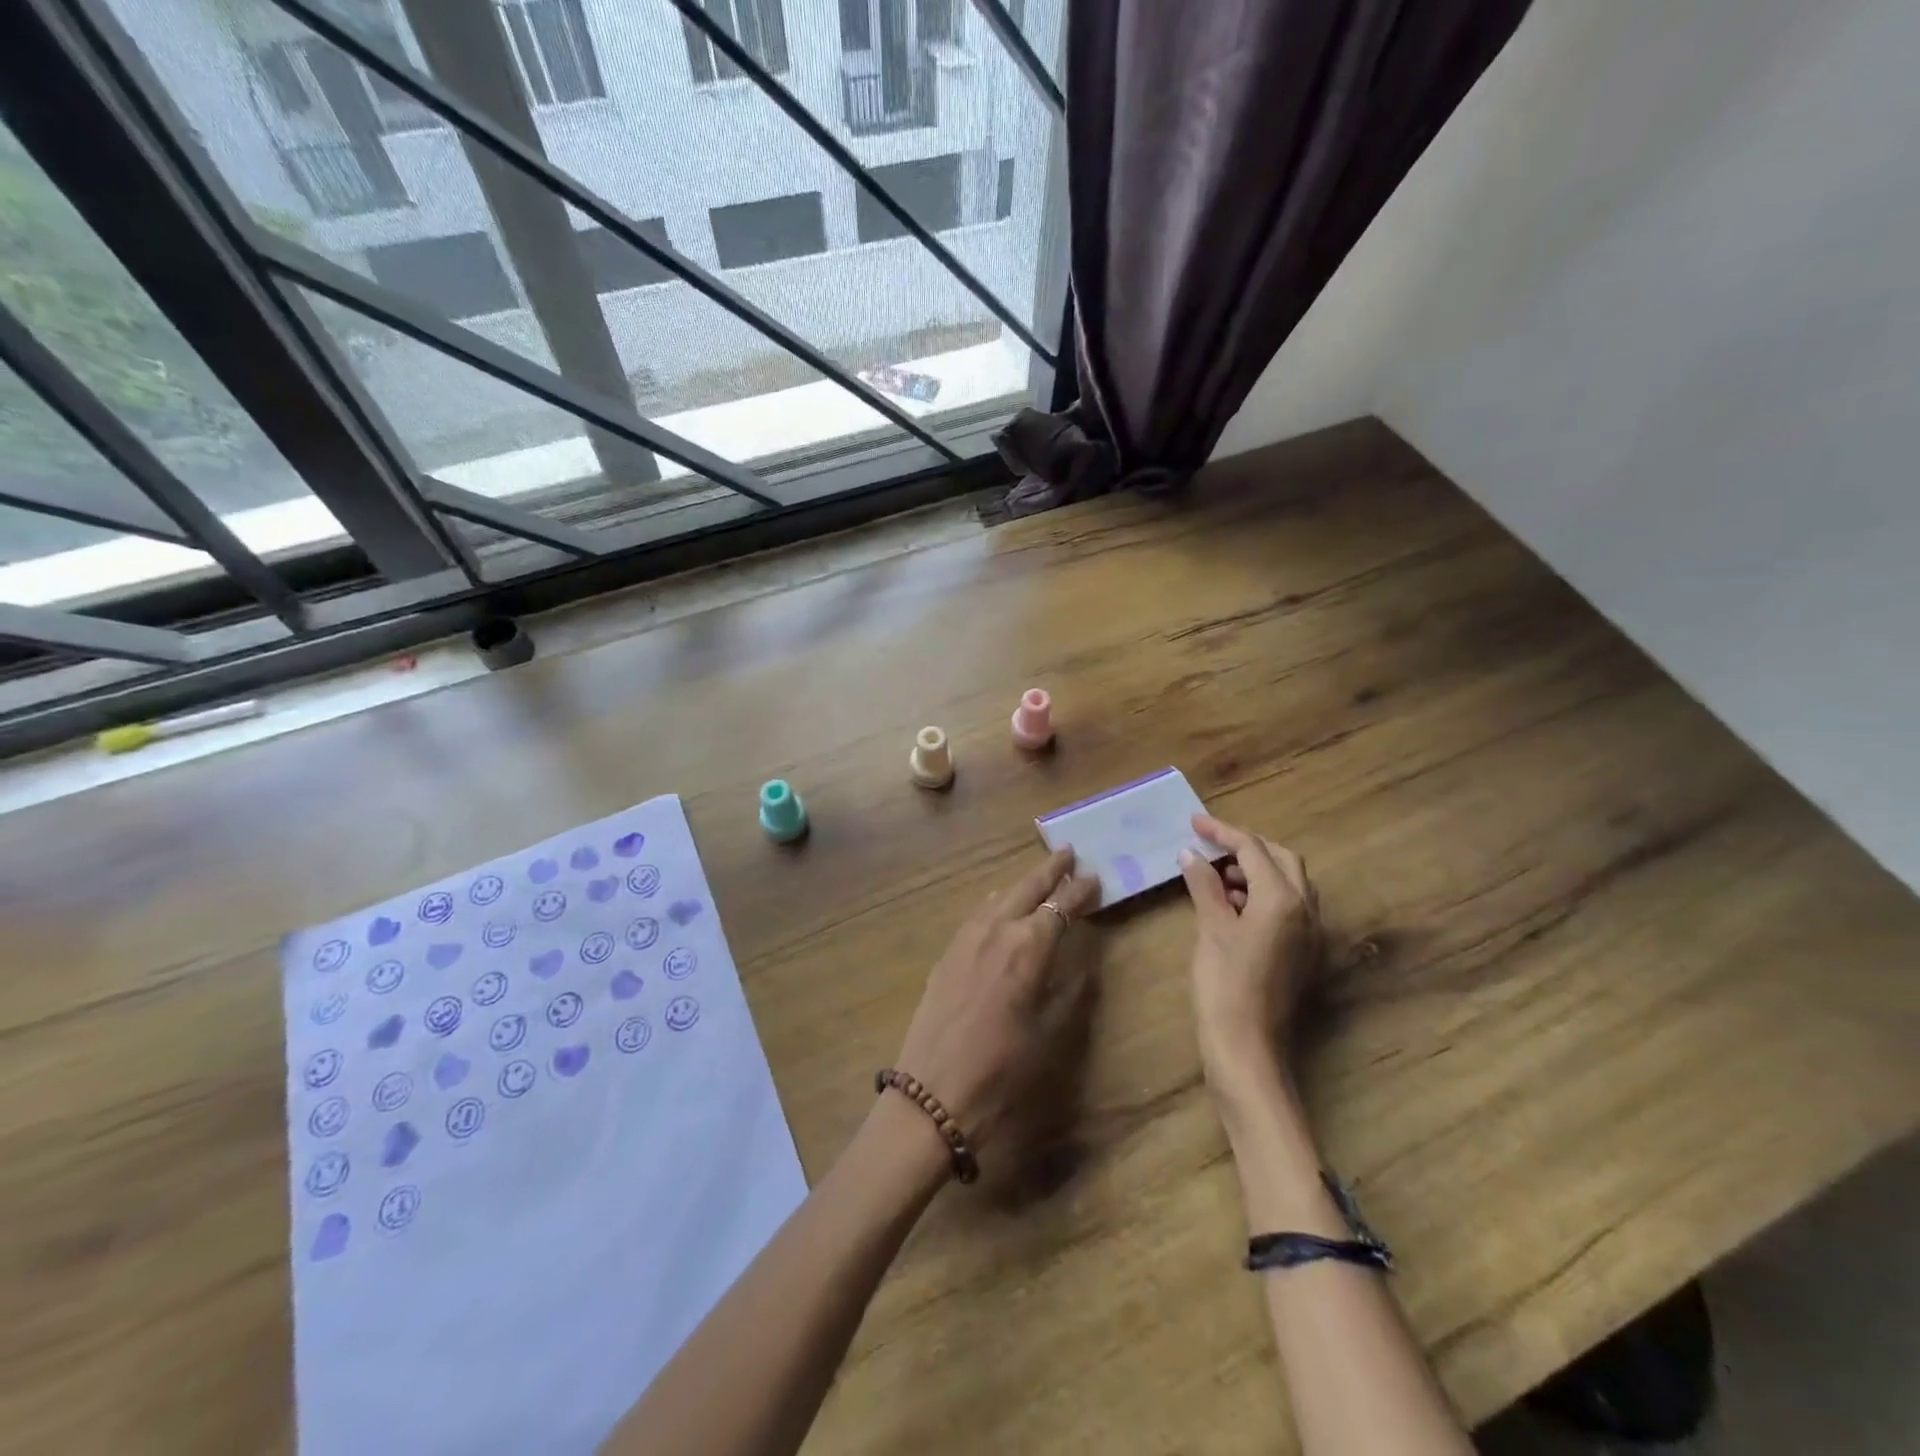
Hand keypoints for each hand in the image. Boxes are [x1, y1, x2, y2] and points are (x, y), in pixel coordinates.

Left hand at [892, 847, 1099, 1158]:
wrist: (933, 1094)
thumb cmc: (1002, 1070)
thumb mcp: (1050, 1032)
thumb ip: (1069, 988)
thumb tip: (1082, 958)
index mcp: (1028, 947)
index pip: (1061, 906)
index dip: (1080, 891)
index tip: (1095, 877)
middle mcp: (997, 930)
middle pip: (1027, 888)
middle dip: (1050, 870)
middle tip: (1068, 852)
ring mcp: (966, 939)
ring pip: (999, 896)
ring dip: (1022, 883)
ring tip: (1040, 875)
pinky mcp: (947, 953)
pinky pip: (977, 914)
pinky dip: (996, 901)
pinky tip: (999, 904)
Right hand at [1178, 814, 1321, 1096]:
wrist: (1247, 1047)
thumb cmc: (1224, 984)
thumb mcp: (1211, 929)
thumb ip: (1204, 885)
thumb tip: (1191, 854)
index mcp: (1282, 899)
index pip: (1253, 849)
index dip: (1222, 832)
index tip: (1194, 822)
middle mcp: (1305, 910)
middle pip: (1281, 859)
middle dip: (1246, 846)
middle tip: (1210, 845)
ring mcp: (1309, 933)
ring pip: (1288, 883)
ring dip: (1256, 870)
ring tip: (1216, 875)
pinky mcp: (1303, 952)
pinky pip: (1288, 906)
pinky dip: (1262, 894)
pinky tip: (1232, 905)